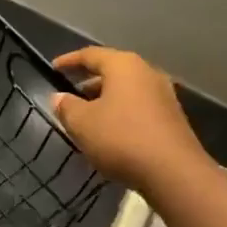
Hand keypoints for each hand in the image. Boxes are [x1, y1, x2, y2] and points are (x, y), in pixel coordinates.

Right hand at [52, 46, 210, 192]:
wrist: (173, 172)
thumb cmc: (121, 138)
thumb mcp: (82, 123)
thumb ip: (67, 107)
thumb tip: (59, 97)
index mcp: (124, 66)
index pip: (90, 54)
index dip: (69, 60)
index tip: (52, 68)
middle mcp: (147, 72)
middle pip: (112, 70)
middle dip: (88, 82)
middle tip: (69, 95)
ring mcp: (163, 95)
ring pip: (126, 90)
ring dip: (104, 99)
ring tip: (86, 116)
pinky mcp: (171, 117)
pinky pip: (138, 106)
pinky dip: (120, 112)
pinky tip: (109, 132)